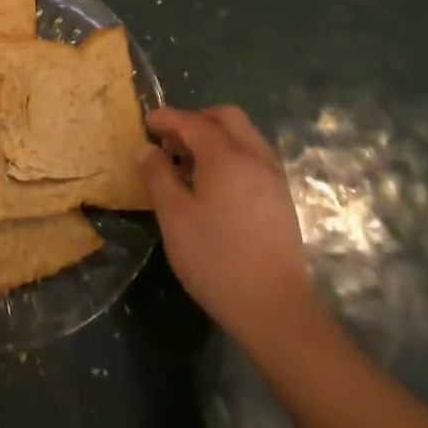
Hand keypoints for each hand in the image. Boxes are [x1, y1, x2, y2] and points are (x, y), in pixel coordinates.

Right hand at [139, 106, 317, 353]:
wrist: (275, 309)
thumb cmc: (217, 259)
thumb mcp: (174, 217)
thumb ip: (157, 175)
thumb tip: (146, 148)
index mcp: (226, 156)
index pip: (192, 121)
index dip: (167, 118)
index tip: (147, 122)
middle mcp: (254, 156)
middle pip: (225, 117)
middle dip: (196, 120)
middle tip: (172, 142)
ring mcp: (273, 177)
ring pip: (244, 136)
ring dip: (216, 138)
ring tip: (190, 165)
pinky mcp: (281, 199)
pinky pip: (254, 157)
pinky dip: (232, 156)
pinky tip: (215, 187)